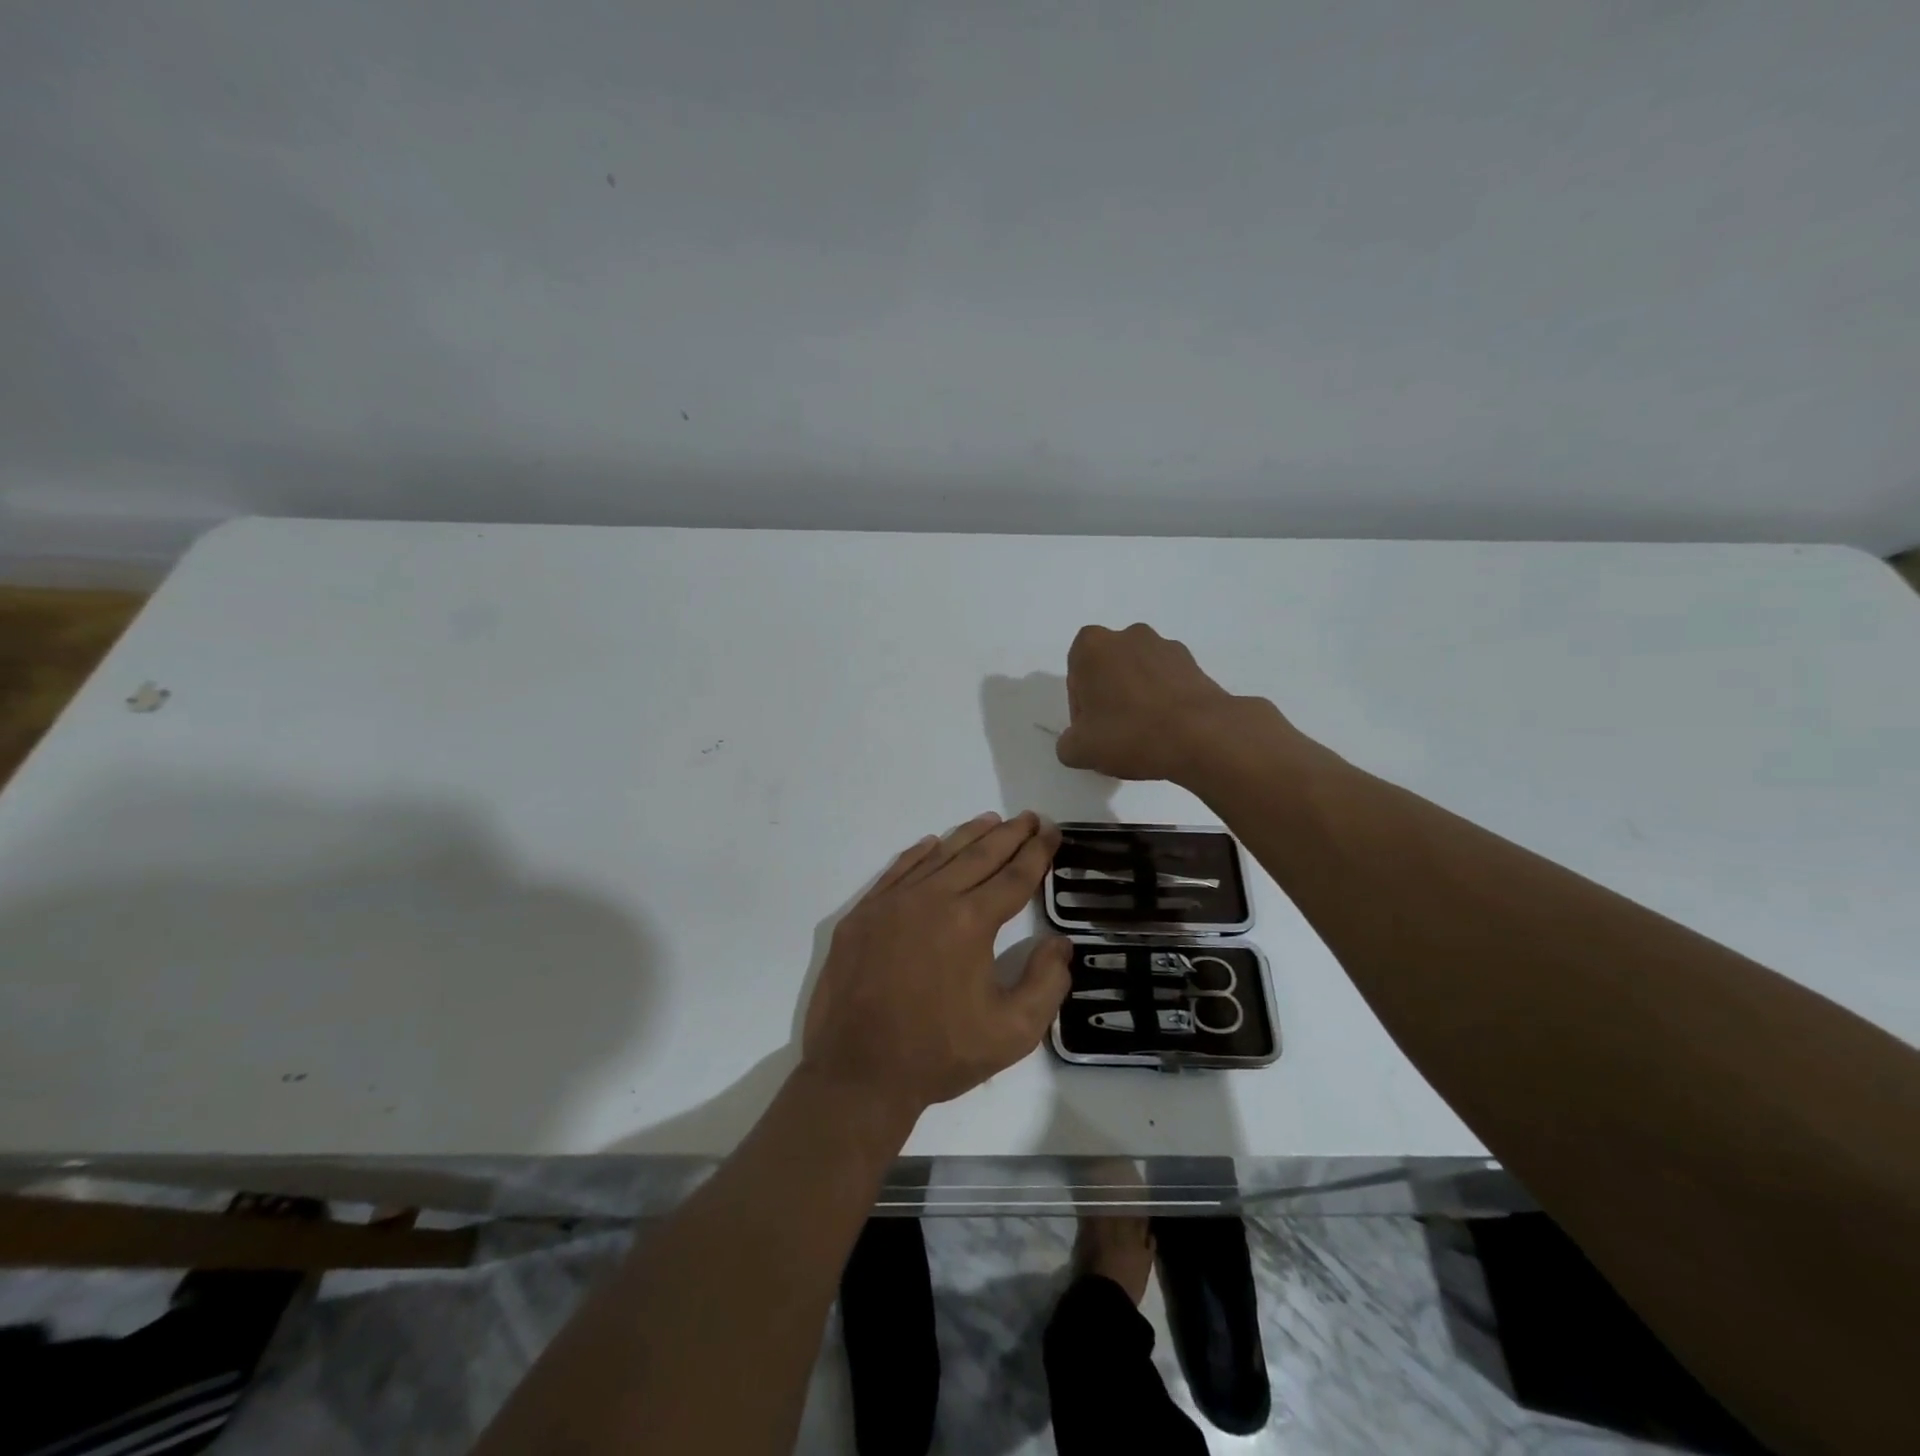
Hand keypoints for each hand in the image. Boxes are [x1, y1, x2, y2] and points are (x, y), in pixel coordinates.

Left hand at [802, 812, 1070, 1116]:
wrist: (858, 1073)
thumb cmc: (940, 1054)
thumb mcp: (1012, 1032)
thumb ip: (1046, 983)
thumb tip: (1060, 943)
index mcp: (970, 922)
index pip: (1014, 878)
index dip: (1037, 853)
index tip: (1052, 832)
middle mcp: (932, 899)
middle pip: (979, 856)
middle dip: (1009, 834)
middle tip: (1030, 817)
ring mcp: (891, 903)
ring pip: (938, 857)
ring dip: (968, 836)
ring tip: (991, 820)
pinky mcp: (862, 915)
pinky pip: (897, 871)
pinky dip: (919, 854)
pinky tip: (932, 844)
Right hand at [1056, 623, 1285, 783]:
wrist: (1202, 736)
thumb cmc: (1130, 734)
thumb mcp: (1080, 750)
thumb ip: (1067, 744)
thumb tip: (1076, 742)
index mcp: (1092, 646)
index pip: (1076, 678)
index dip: (1081, 709)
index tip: (1092, 733)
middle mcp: (1127, 635)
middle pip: (1107, 671)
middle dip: (1109, 698)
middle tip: (1116, 735)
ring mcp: (1164, 646)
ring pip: (1138, 674)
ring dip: (1137, 697)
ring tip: (1146, 734)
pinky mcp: (1194, 663)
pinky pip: (1167, 681)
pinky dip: (1163, 700)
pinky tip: (1168, 730)